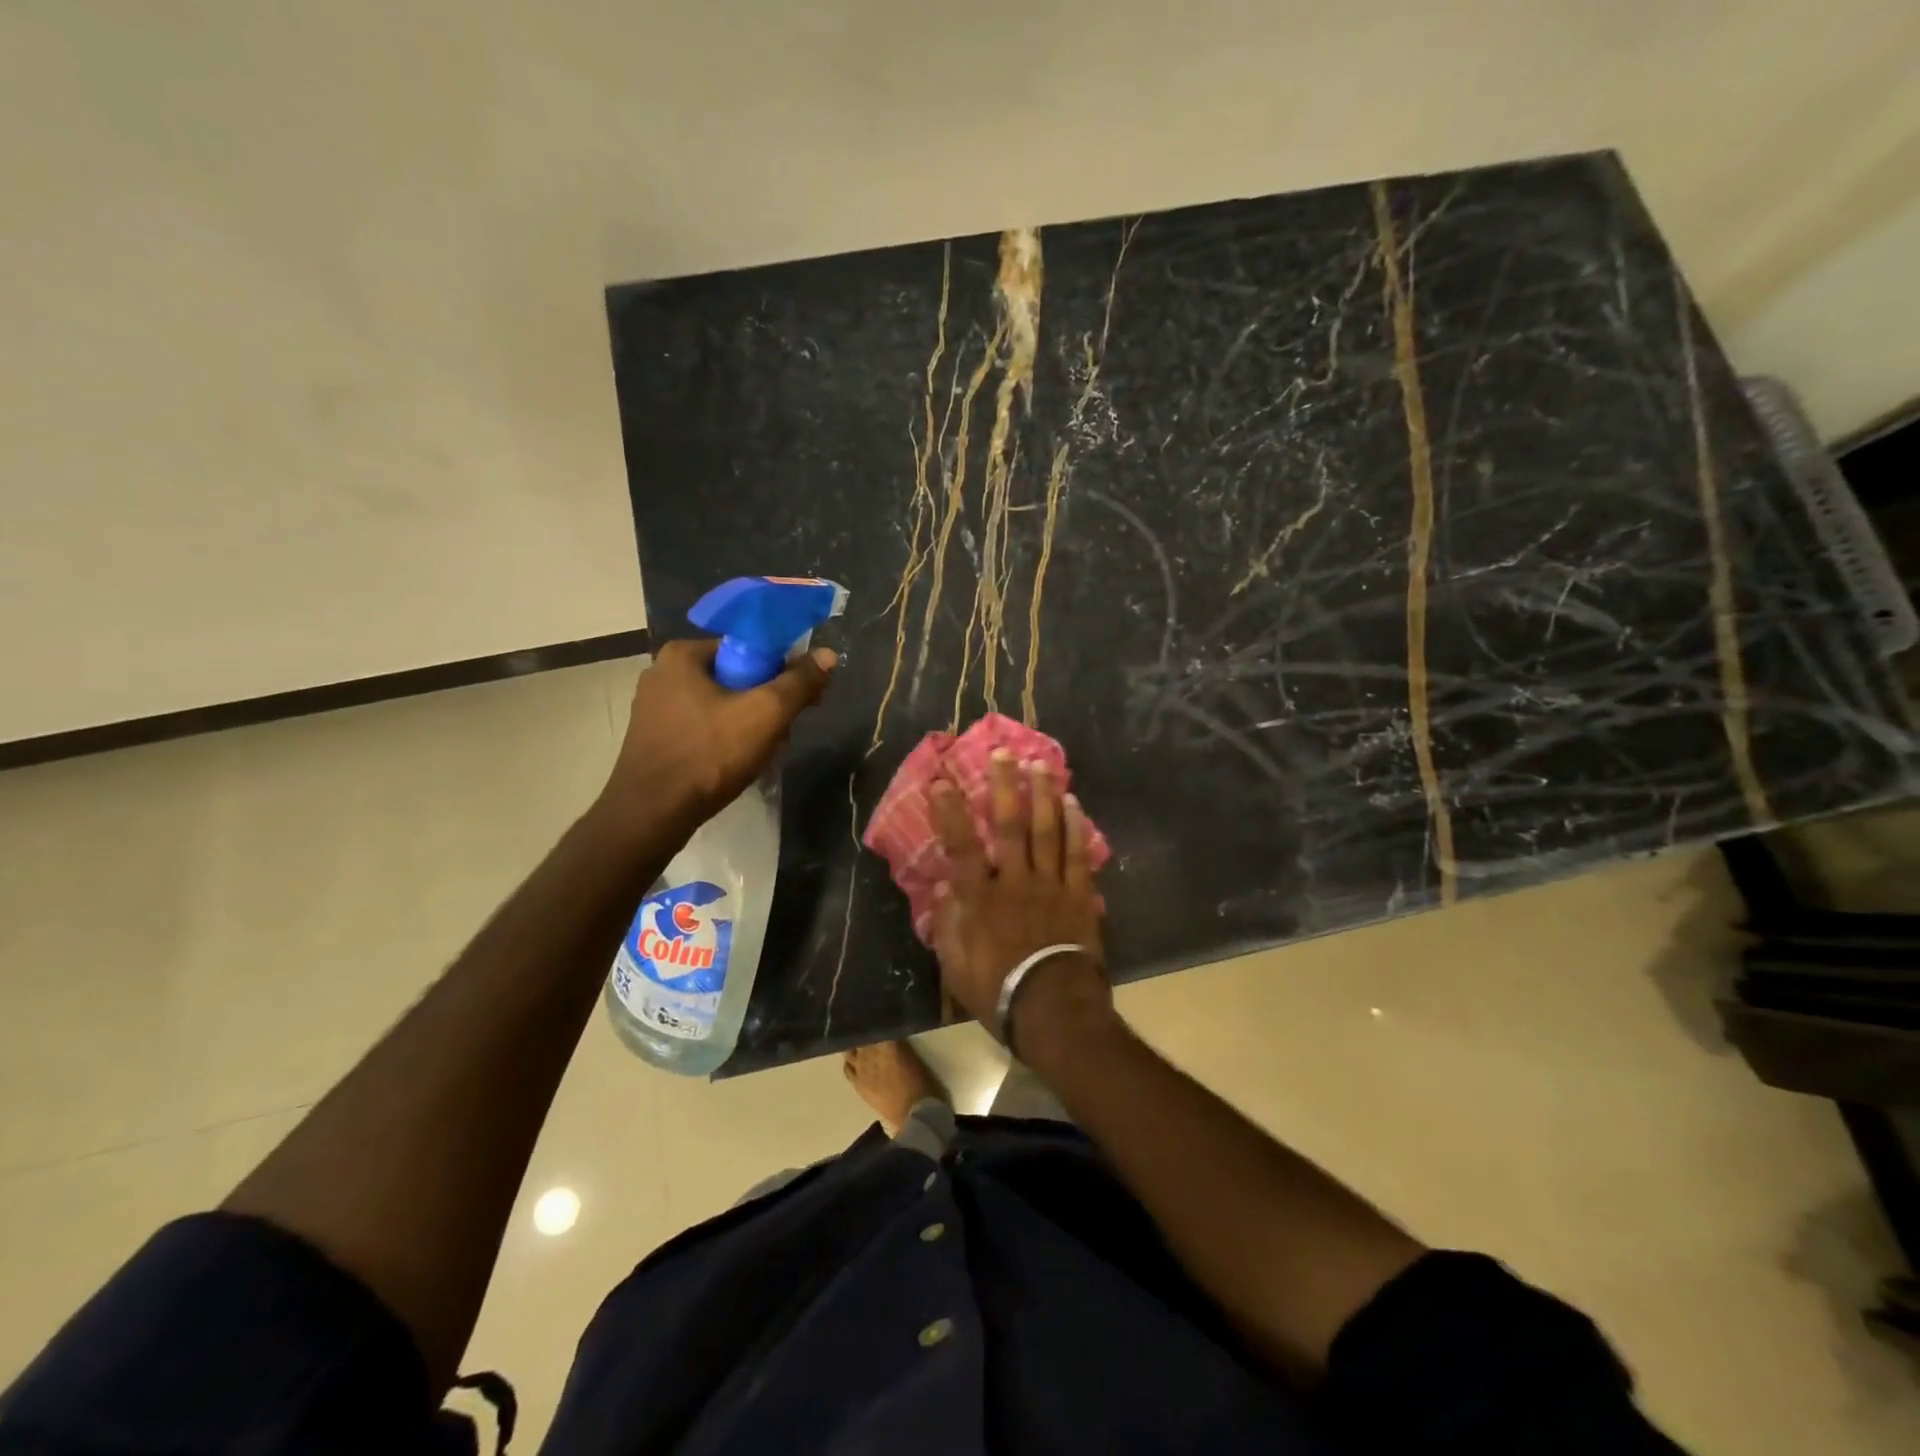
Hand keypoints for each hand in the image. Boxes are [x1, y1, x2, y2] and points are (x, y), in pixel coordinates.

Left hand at [600, 638, 835, 825]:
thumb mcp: (766, 714)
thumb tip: (828, 655)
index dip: (781, 671)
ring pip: (720, 705)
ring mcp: (653, 707)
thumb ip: (799, 682)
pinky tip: (735, 764)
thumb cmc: (708, 755)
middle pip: (735, 677)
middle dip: (765, 704)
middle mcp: (662, 672)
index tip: (800, 699)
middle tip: (784, 733)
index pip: (747, 648)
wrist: (652, 815)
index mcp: (683, 655)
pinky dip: (723, 740)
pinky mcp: (653, 738)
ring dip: (748, 725)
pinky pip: (701, 727)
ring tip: (763, 754)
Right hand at [929, 750, 1110, 1049]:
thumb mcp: (956, 966)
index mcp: (980, 899)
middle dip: (1004, 786)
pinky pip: (1076, 853)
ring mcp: (1050, 885)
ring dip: (1042, 795)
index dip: (951, 811)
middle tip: (1004, 753)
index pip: (960, 846)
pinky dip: (1075, 827)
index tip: (943, 780)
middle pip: (1008, 825)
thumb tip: (947, 889)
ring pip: (1046, 830)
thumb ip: (949, 925)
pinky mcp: (1079, 895)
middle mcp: (1013, 881)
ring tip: (1040, 765)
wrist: (1054, 1010)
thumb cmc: (998, 991)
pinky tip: (1074, 803)